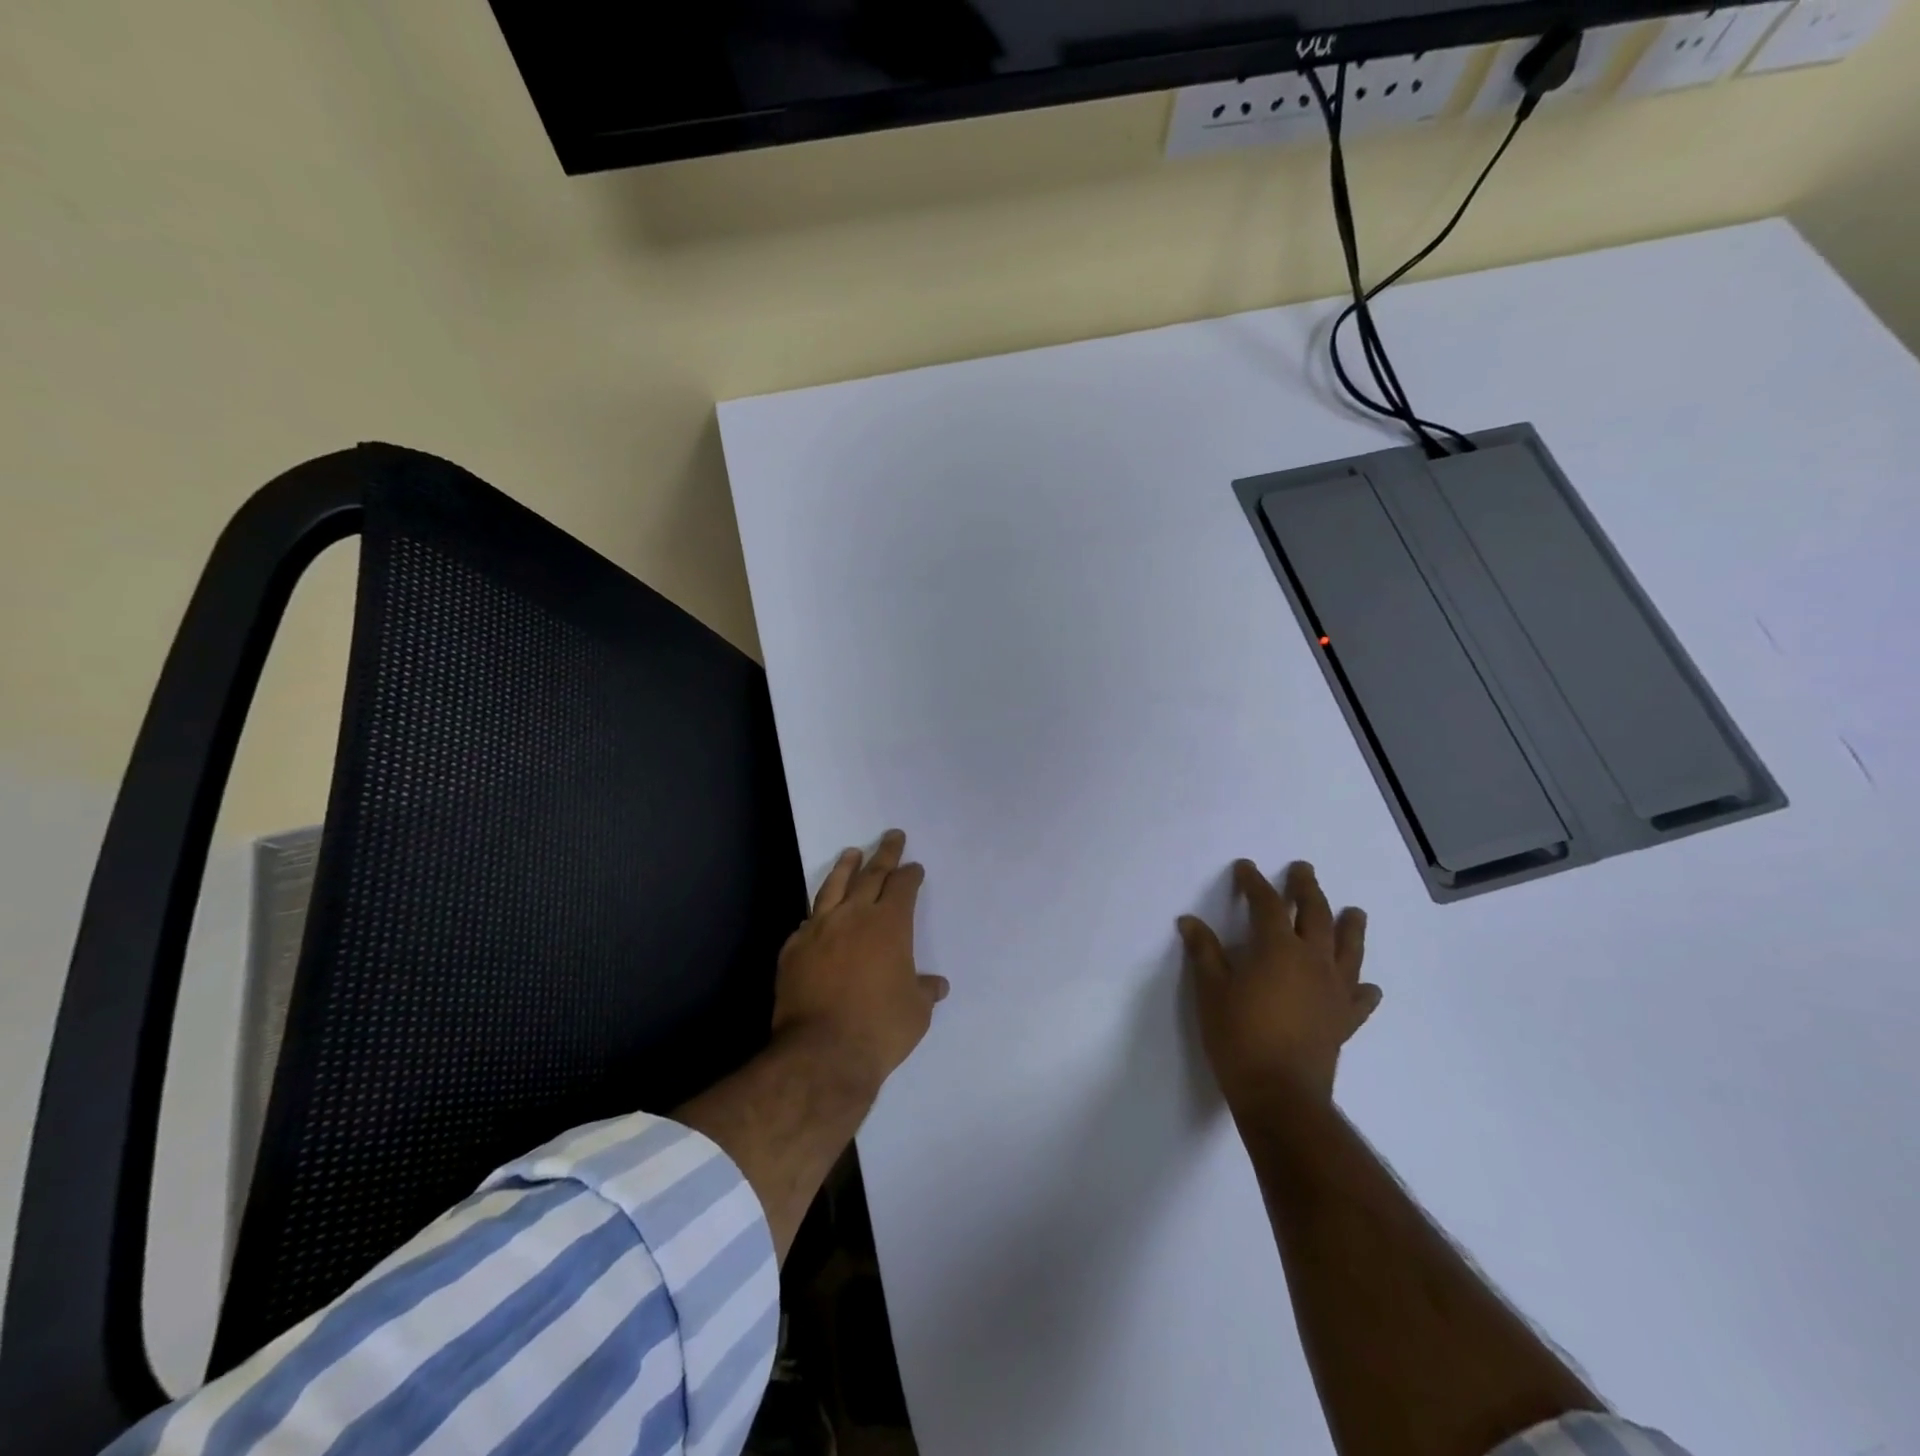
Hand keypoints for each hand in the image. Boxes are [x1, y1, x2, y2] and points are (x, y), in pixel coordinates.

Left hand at [773, 829, 949, 1095]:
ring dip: (846, 867)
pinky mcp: (794, 949)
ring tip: (851, 853)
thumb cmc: (880, 1028)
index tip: (914, 867)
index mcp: (889, 924)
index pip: (902, 886)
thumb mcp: (916, 1011)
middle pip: (871, 874)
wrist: (822, 1052)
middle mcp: (854, 916)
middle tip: (891, 836)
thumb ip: (924, 991)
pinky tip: (819, 913)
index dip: (910, 874)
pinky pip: (809, 921)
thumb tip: (936, 985)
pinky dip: (819, 912)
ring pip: (833, 887)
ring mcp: (819, 929)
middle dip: (884, 854)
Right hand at [1179, 859, 1379, 1107]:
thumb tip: (1190, 921)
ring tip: (1354, 911)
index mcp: (1277, 948)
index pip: (1266, 903)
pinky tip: (1367, 984)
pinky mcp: (1345, 1020)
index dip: (1254, 883)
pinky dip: (1364, 987)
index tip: (1245, 868)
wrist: (1280, 1094)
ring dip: (1350, 925)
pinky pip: (1360, 997)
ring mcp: (1334, 990)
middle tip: (1302, 870)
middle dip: (1306, 889)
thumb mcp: (1211, 990)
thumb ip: (1204, 952)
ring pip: (1348, 948)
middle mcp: (1312, 960)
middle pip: (1315, 914)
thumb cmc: (1238, 1036)